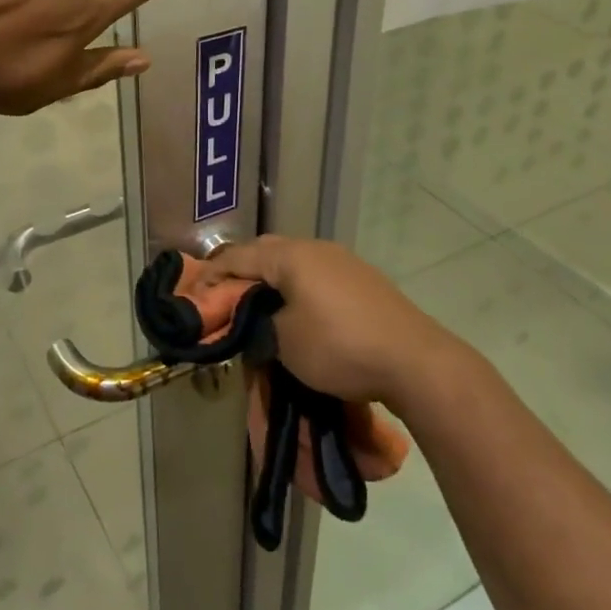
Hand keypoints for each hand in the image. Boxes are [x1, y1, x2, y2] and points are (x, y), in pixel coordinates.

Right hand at [206, 236, 453, 406]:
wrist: (415, 361)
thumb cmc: (340, 347)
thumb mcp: (284, 342)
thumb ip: (257, 326)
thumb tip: (252, 325)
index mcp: (291, 256)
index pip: (238, 256)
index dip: (212, 275)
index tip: (195, 295)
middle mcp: (316, 248)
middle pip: (266, 252)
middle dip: (242, 272)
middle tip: (225, 298)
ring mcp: (343, 261)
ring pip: (293, 263)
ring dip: (272, 281)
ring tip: (259, 307)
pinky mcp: (363, 281)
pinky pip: (316, 276)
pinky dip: (297, 288)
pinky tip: (298, 312)